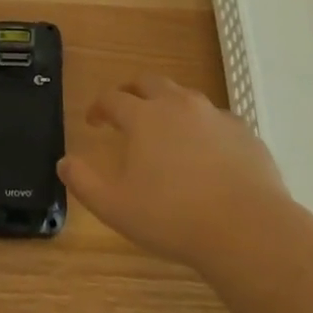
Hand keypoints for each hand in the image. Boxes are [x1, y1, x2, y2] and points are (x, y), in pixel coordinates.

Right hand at [58, 75, 286, 270]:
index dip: (99, 107)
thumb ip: (84, 182)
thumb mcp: (116, 207)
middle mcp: (178, 105)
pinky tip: (205, 152)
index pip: (113, 98)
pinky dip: (202, 127)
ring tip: (165, 130)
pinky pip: (216, 120)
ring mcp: (214, 116)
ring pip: (185, 96)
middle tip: (126, 109)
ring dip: (168, 105)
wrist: (248, 230)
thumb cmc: (173, 218)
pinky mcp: (244, 132)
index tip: (93, 121)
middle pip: (149, 82)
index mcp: (143, 117)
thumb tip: (63, 163)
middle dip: (132, 91)